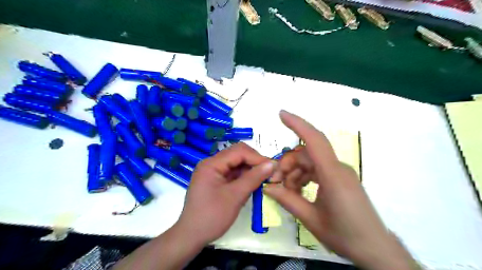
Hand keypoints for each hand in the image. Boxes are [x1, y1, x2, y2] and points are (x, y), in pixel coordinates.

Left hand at [176, 144, 274, 246]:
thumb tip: (272, 164)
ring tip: (264, 178)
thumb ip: (253, 178)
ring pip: (236, 163)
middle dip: (254, 162)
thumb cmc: (212, 217)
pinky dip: (244, 177)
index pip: (238, 151)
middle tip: (269, 172)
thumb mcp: (235, 197)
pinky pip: (233, 173)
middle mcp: (211, 164)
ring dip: (250, 169)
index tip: (273, 167)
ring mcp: (213, 172)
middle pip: (237, 154)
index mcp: (211, 164)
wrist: (191, 237)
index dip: (257, 157)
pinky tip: (253, 183)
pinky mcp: (216, 180)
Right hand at [262, 111, 416, 269]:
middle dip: (287, 164)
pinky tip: (297, 192)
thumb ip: (287, 200)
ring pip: (310, 163)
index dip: (297, 124)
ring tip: (286, 192)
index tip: (281, 114)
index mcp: (332, 174)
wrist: (375, 250)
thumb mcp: (310, 219)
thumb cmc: (345, 235)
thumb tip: (267, 187)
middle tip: (275, 182)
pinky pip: (317, 170)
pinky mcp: (340, 179)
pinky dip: (304, 177)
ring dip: (294, 173)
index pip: (314, 140)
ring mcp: (340, 173)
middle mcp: (337, 168)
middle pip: (306, 155)